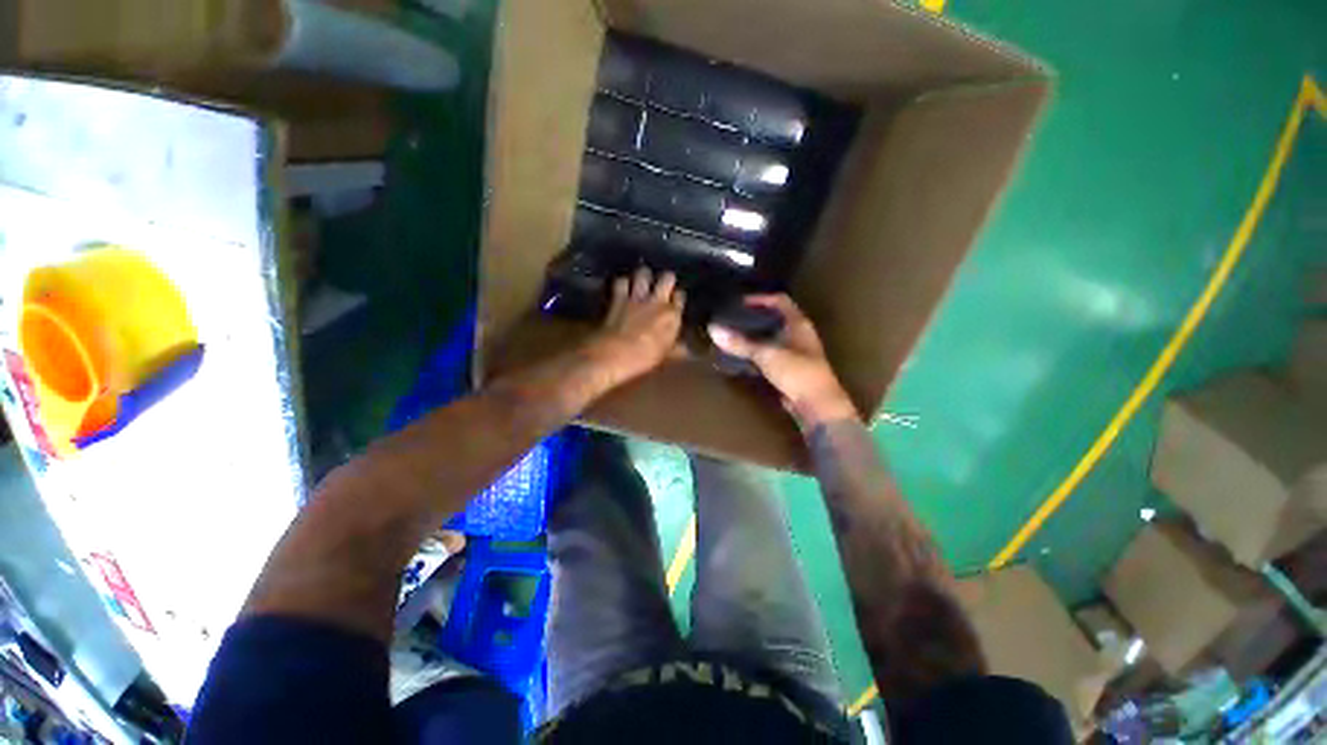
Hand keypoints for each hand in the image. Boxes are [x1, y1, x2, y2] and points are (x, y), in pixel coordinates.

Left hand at [585, 267, 685, 385]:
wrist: (613, 354)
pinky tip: (622, 288)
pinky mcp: (617, 297)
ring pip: (643, 273)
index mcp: (672, 315)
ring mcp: (636, 296)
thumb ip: (676, 348)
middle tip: (662, 285)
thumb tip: (686, 349)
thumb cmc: (643, 358)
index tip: (675, 302)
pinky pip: (621, 281)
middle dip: (666, 279)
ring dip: (643, 276)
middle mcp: (657, 300)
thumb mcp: (664, 356)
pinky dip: (622, 283)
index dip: (678, 298)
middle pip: (667, 277)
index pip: (680, 296)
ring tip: (642, 281)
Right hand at [708, 294, 857, 430]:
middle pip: (773, 319)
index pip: (779, 300)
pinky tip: (740, 357)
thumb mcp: (766, 354)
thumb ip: (740, 342)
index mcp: (798, 323)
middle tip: (730, 319)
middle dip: (752, 318)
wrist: (817, 405)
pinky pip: (769, 356)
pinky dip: (755, 354)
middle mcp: (798, 335)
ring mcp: (795, 353)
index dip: (759, 299)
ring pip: (770, 338)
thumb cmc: (797, 372)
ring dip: (753, 337)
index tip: (737, 303)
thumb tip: (713, 328)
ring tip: (731, 337)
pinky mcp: (789, 370)